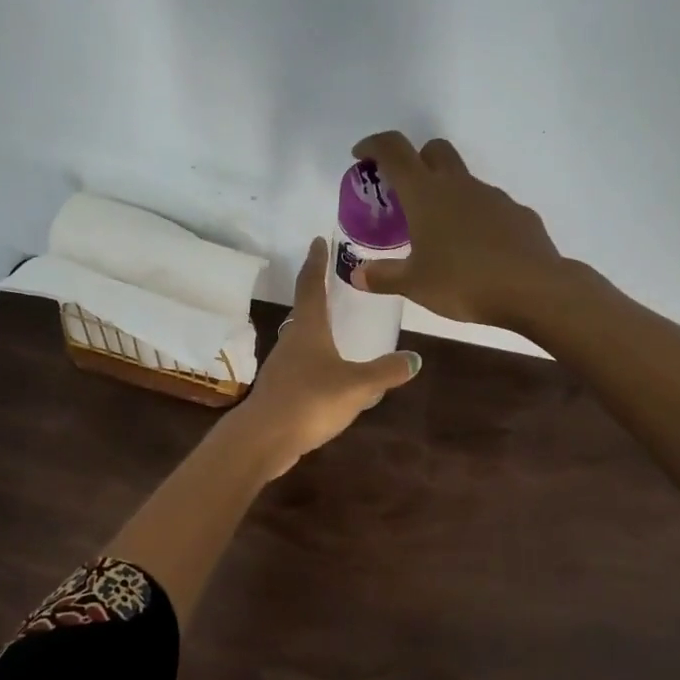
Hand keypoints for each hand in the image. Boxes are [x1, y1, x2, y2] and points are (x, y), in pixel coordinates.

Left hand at [233, 237, 421, 477]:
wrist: (264, 438)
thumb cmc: (310, 400)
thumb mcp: (356, 385)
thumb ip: (385, 372)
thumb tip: (414, 359)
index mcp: (308, 329)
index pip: (311, 285)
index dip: (316, 261)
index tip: (319, 240)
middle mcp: (292, 341)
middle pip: (304, 310)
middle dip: (318, 294)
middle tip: (335, 283)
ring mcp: (282, 366)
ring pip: (302, 339)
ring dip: (317, 329)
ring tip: (338, 327)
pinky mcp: (280, 390)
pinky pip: (302, 366)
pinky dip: (316, 360)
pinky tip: (330, 374)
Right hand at [349, 132, 564, 328]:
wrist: (534, 289)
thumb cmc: (464, 282)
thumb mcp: (414, 285)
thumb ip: (383, 277)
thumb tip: (357, 275)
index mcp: (426, 194)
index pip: (394, 150)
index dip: (374, 145)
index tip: (362, 156)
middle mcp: (459, 185)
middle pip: (434, 150)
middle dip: (416, 161)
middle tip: (404, 194)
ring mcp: (493, 196)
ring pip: (463, 181)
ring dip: (447, 195)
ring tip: (440, 235)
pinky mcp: (518, 214)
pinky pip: (489, 207)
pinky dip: (475, 219)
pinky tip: (475, 251)